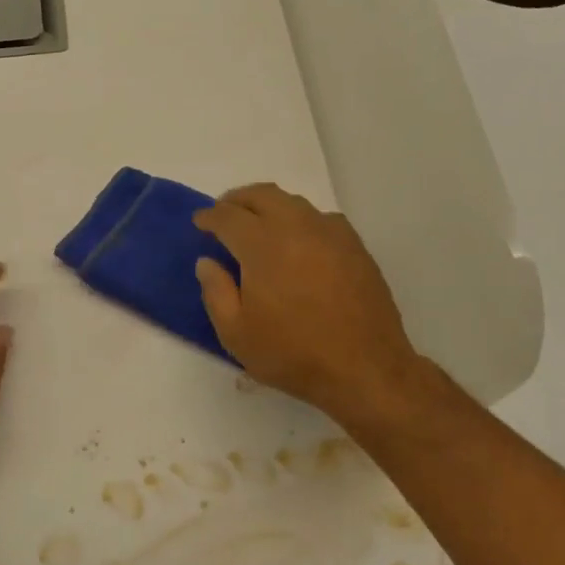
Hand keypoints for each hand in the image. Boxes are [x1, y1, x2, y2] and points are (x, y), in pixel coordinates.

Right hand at [193, 184, 430, 435]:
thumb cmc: (292, 354)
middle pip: (261, 195)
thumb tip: (207, 262)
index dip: (209, 216)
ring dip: (268, 206)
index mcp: (263, 245)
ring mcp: (330, 233)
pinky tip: (297, 241)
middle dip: (237, 200)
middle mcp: (297, 227)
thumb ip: (215, 291)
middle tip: (224, 214)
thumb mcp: (236, 333)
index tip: (199, 222)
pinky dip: (299, 220)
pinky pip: (320, 218)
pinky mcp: (354, 246)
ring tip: (257, 225)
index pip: (228, 216)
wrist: (365, 369)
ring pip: (292, 202)